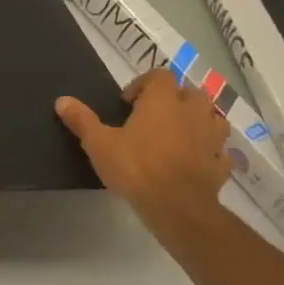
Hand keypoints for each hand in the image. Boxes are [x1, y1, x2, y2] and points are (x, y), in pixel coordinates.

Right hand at [56, 68, 230, 236]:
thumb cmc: (137, 168)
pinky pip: (219, 150)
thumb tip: (61, 100)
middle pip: (191, 92)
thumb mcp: (99, 144)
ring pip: (213, 118)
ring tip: (178, 134)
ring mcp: (211, 138)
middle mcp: (192, 112)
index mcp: (162, 101)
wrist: (178, 208)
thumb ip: (82, 120)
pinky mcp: (221, 164)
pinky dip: (210, 151)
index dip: (144, 84)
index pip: (160, 76)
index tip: (128, 103)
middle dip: (175, 99)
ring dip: (198, 120)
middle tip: (154, 116)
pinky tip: (195, 161)